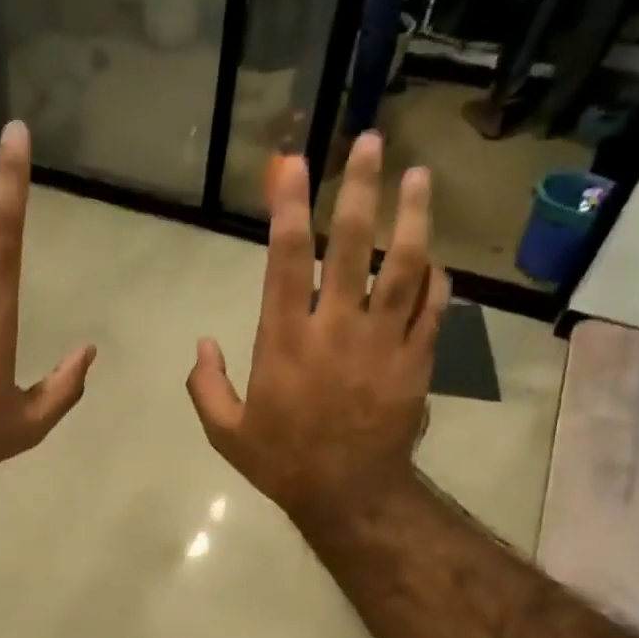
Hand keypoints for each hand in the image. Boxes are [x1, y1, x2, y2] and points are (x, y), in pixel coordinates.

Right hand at [186, 138, 450, 528]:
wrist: (349, 495)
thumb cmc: (283, 462)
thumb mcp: (225, 433)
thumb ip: (206, 386)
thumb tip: (202, 343)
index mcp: (286, 342)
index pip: (288, 260)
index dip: (289, 207)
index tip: (294, 165)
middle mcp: (337, 328)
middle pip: (352, 245)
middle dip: (359, 188)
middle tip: (369, 142)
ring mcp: (384, 341)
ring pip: (404, 265)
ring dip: (412, 216)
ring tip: (418, 176)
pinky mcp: (417, 359)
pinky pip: (433, 307)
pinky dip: (436, 277)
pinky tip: (435, 255)